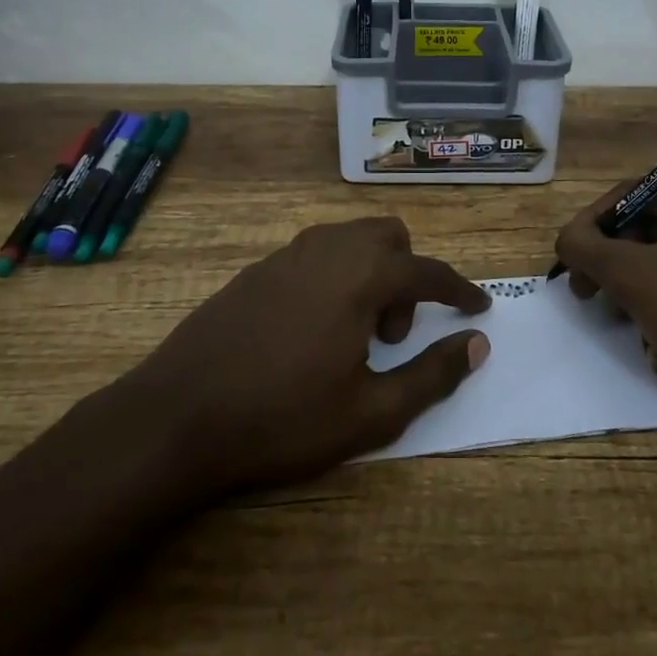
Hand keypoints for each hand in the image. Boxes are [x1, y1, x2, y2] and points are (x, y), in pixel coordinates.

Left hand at [121, 217, 490, 494]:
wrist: (178, 416)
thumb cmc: (283, 418)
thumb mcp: (371, 412)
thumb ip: (433, 374)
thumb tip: (477, 344)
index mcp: (362, 275)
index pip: (428, 271)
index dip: (459, 290)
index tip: (478, 308)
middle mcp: (328, 249)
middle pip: (389, 236)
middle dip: (406, 276)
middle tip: (391, 335)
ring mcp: (288, 254)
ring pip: (350, 239)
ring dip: (370, 273)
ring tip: (353, 334)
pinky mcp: (258, 269)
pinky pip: (316, 254)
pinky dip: (334, 276)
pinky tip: (311, 330)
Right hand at [554, 164, 656, 478]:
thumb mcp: (635, 277)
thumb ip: (587, 248)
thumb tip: (566, 238)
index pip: (633, 194)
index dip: (593, 227)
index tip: (570, 261)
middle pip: (649, 230)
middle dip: (617, 270)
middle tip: (587, 295)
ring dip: (642, 301)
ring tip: (633, 333)